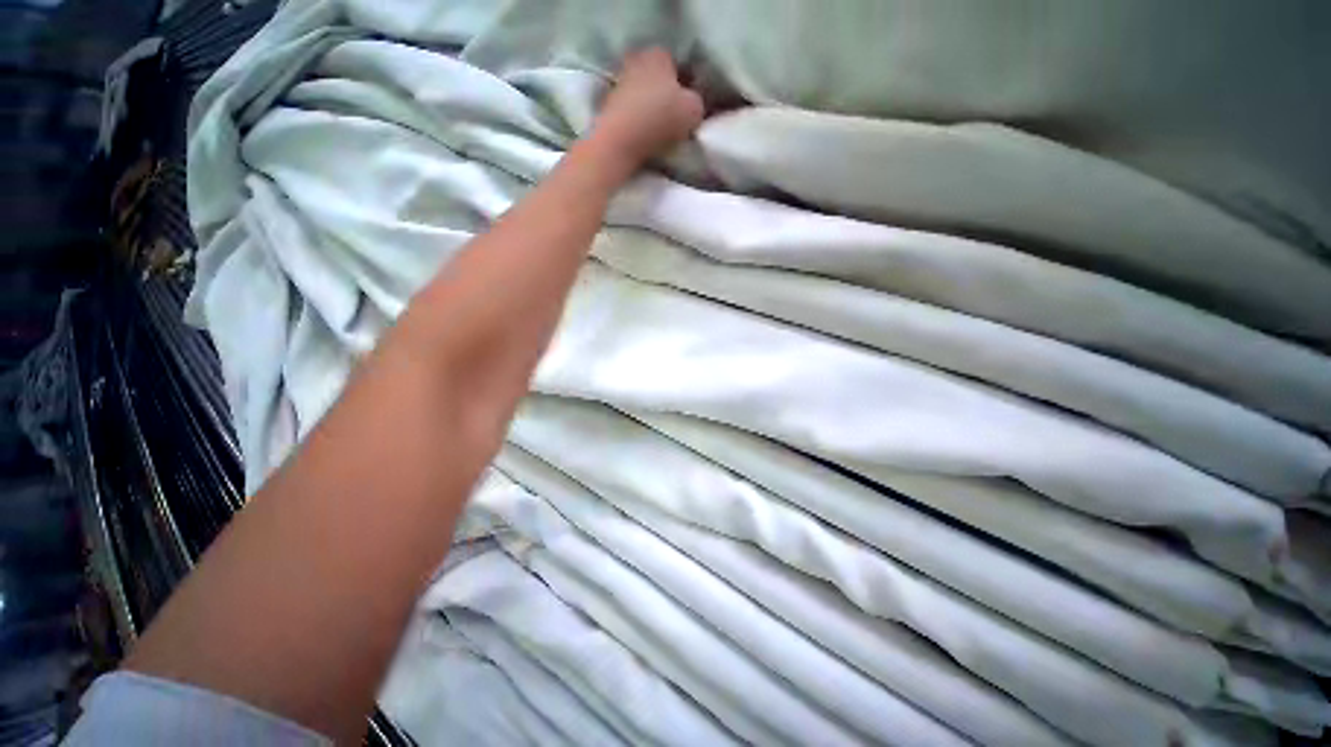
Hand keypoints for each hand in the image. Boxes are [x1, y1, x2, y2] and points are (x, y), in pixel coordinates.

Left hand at [591, 47, 704, 165]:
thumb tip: (691, 104)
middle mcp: (637, 60)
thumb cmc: (660, 118)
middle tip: (676, 118)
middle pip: (658, 78)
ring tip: (659, 130)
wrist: (620, 140)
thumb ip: (697, 101)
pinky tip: (643, 135)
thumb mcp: (694, 109)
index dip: (686, 83)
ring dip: (650, 108)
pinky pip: (630, 110)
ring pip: (643, 94)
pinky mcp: (608, 105)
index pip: (678, 63)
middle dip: (666, 94)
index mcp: (659, 53)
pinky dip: (637, 120)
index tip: (689, 104)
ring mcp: (619, 82)